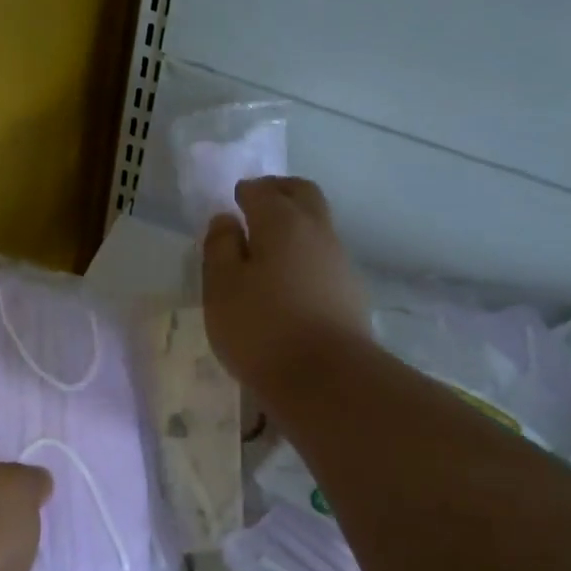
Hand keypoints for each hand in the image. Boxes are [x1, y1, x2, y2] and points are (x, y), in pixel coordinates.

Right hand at [202, 176, 370, 394]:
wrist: (327, 379)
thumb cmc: (261, 328)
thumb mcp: (221, 287)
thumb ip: (219, 247)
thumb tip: (226, 220)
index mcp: (282, 222)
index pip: (262, 190)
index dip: (245, 192)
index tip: (233, 201)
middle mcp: (317, 232)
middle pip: (303, 194)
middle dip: (279, 191)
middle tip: (257, 203)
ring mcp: (339, 261)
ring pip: (318, 225)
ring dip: (295, 224)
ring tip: (268, 248)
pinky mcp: (350, 292)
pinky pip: (324, 257)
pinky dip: (305, 254)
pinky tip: (288, 281)